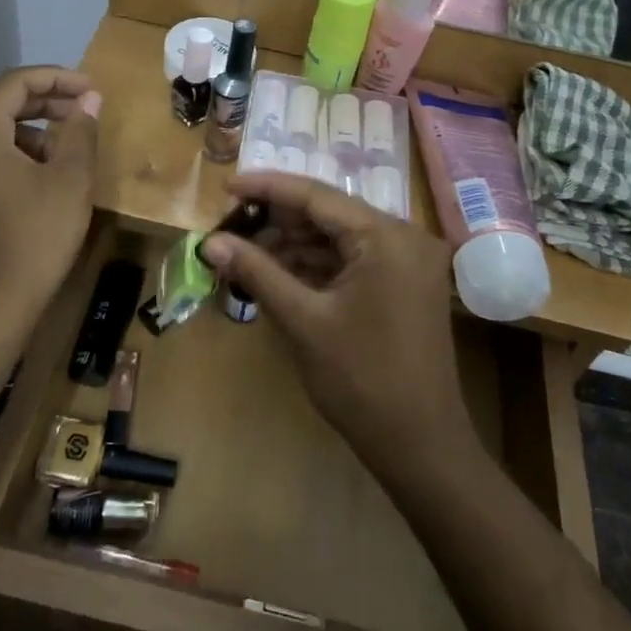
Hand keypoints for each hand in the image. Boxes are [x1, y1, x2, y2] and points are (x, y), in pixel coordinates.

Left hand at [0, 67, 100, 316]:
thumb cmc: (38, 234)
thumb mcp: (70, 178)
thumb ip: (80, 130)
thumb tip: (90, 99)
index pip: (14, 84)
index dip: (57, 78)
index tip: (91, 88)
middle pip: (2, 103)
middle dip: (48, 100)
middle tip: (86, 108)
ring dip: (36, 126)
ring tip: (73, 142)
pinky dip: (21, 148)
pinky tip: (51, 167)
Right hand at [199, 173, 478, 480]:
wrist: (420, 445)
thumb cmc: (361, 380)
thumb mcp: (302, 321)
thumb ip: (257, 271)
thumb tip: (209, 242)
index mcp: (385, 236)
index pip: (317, 195)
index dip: (267, 188)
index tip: (226, 186)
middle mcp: (403, 236)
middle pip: (329, 213)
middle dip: (278, 219)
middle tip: (230, 226)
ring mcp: (408, 261)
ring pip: (339, 237)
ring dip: (294, 243)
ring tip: (246, 251)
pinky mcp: (405, 284)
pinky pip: (354, 259)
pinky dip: (317, 264)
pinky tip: (279, 271)